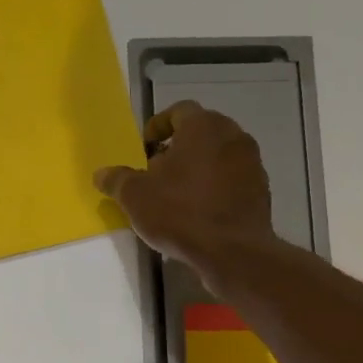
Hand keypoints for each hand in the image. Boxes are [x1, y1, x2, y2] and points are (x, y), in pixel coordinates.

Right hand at [93, 103, 274, 282]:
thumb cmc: (180, 213)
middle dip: (179, 147)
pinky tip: (199, 210)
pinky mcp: (261, 189)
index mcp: (203, 126)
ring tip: (177, 193)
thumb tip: (101, 174)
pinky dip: (216, 186)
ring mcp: (251, 162)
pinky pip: (232, 178)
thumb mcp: (135, 196)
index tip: (146, 146)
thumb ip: (117, 180)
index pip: (179, 111)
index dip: (159, 126)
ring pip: (219, 155)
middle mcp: (232, 135)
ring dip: (198, 167)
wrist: (232, 251)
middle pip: (201, 131)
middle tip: (158, 170)